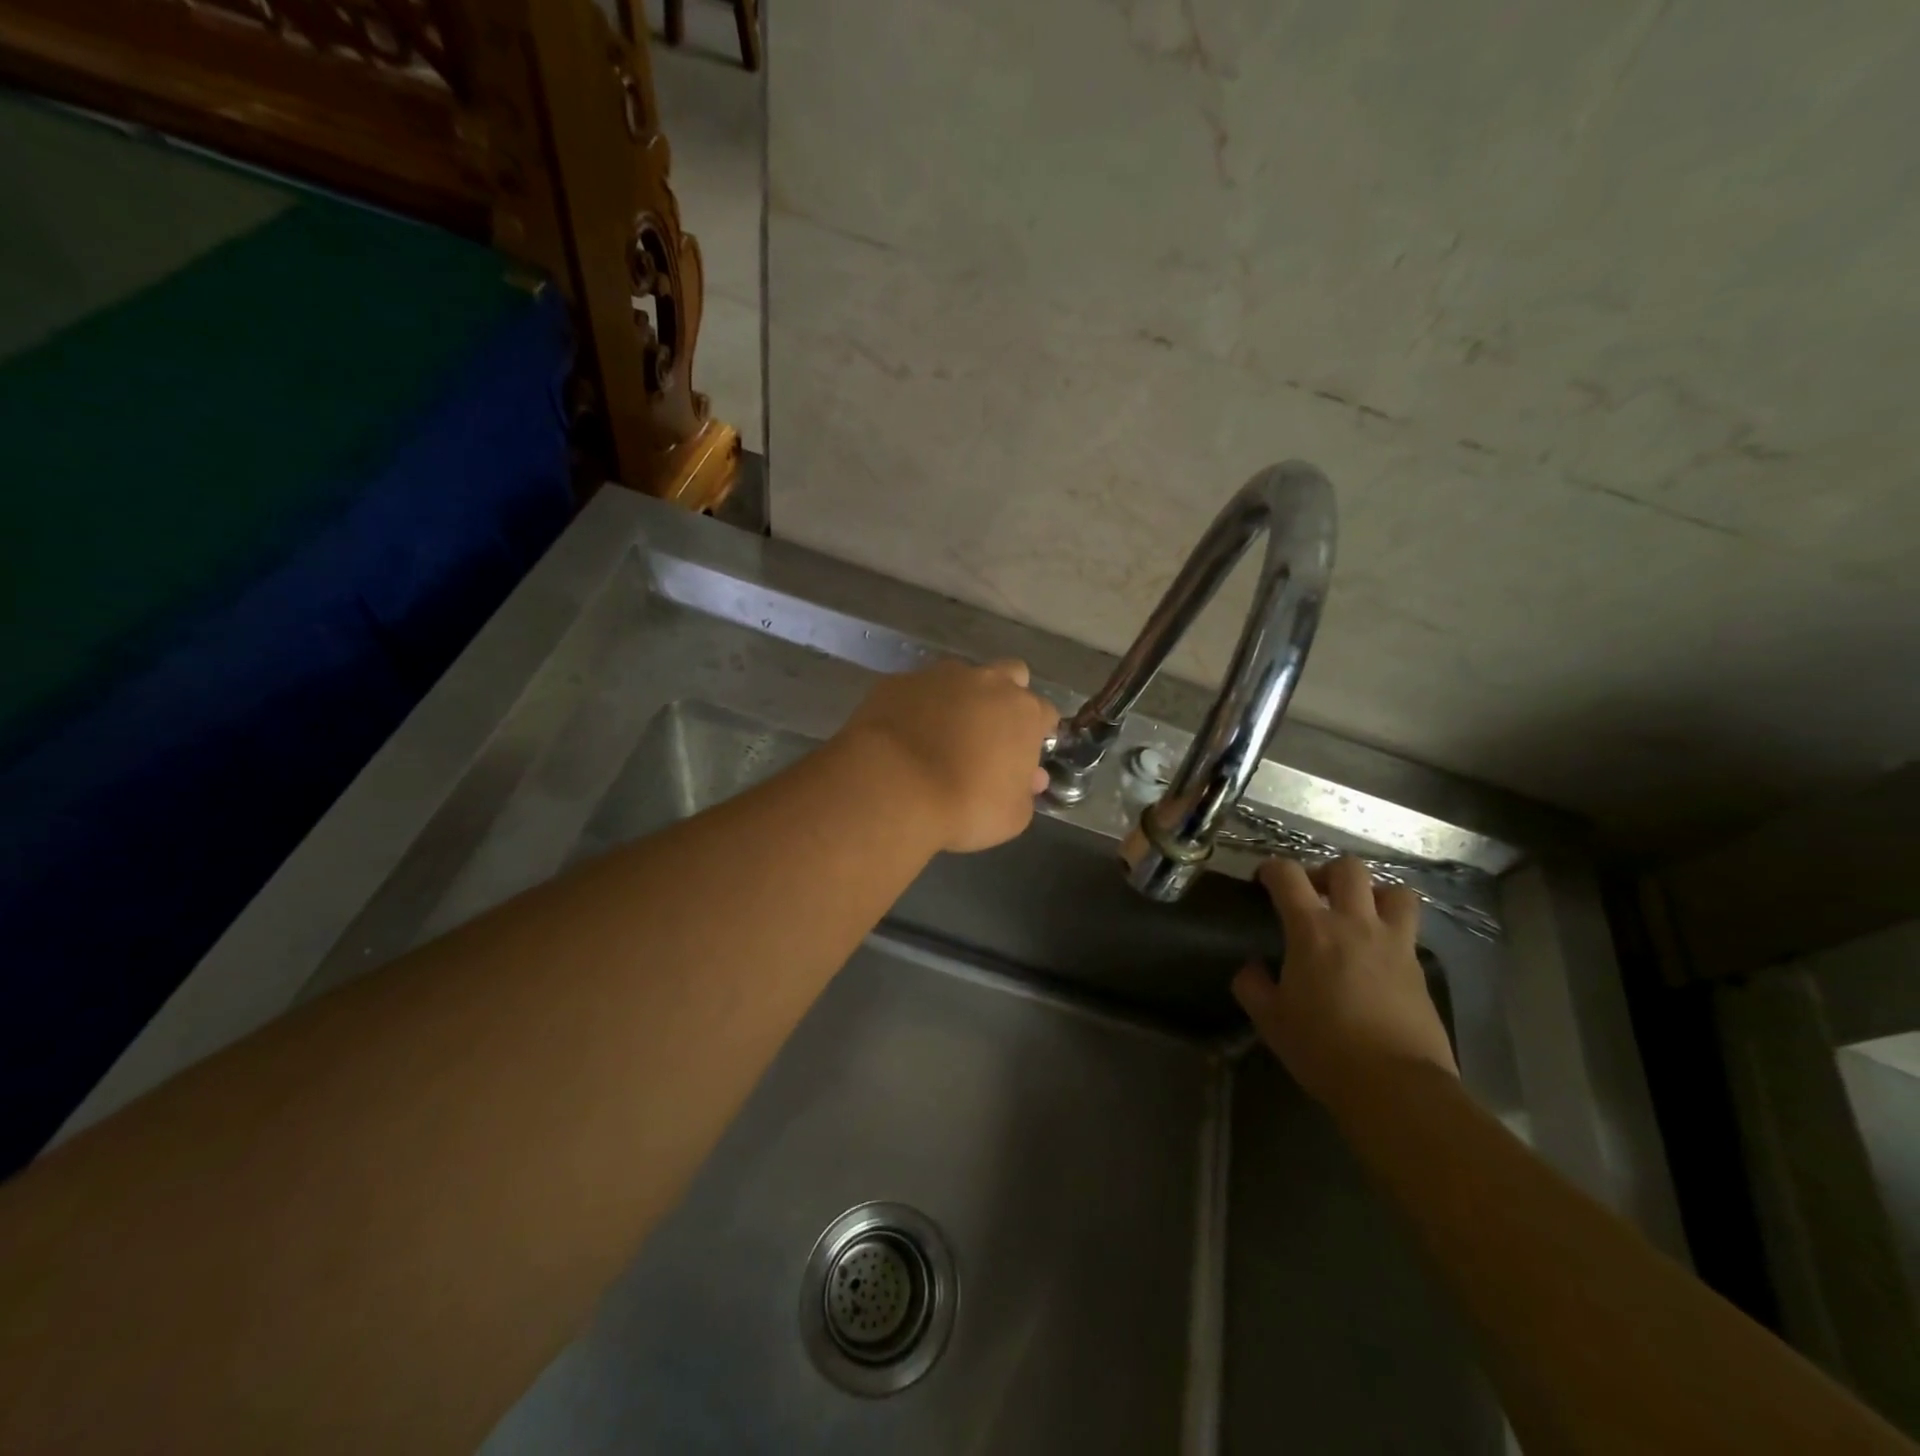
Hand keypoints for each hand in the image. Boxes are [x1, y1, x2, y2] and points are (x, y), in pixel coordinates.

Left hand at [838, 658, 1059, 853]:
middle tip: (989, 733)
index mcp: (1023, 711)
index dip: (1037, 734)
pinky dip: (917, 707)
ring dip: (959, 699)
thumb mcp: (1012, 816)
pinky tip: (905, 735)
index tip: (1025, 756)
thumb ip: (1025, 792)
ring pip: (960, 677)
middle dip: (1005, 698)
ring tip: (940, 734)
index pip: (1045, 713)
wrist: (893, 786)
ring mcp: (939, 676)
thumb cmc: (964, 805)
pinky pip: (917, 690)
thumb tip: (1030, 778)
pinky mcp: (899, 681)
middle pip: (1010, 676)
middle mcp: (987, 682)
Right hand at [1231, 858, 1456, 1106]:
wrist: (1395, 1086)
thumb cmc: (1323, 1048)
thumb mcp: (1270, 1019)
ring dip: (1374, 893)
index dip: (1272, 869)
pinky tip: (1376, 956)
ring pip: (1395, 892)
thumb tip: (1253, 968)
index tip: (1264, 881)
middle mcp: (1355, 924)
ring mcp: (1394, 945)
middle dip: (1327, 872)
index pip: (1288, 875)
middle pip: (1348, 869)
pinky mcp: (1420, 970)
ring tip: (1358, 914)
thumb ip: (1253, 985)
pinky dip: (1391, 931)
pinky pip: (1408, 932)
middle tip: (1314, 894)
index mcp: (1312, 930)